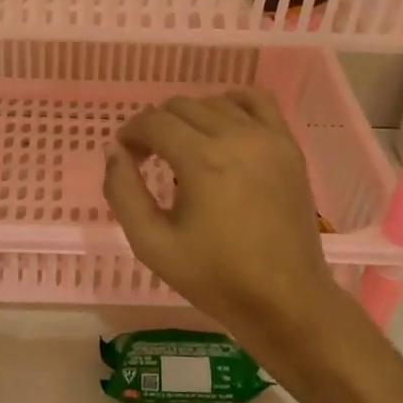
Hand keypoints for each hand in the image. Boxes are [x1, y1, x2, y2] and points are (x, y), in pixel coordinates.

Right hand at [105, 91, 340, 348]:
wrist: (286, 301)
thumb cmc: (216, 278)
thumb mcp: (152, 244)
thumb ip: (122, 192)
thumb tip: (114, 150)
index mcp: (201, 161)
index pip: (153, 122)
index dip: (131, 134)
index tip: (127, 158)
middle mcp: (235, 137)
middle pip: (181, 106)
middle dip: (156, 126)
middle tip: (150, 158)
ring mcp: (267, 138)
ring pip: (214, 102)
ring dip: (191, 118)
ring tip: (185, 149)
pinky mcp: (288, 146)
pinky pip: (257, 101)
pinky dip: (233, 104)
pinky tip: (223, 127)